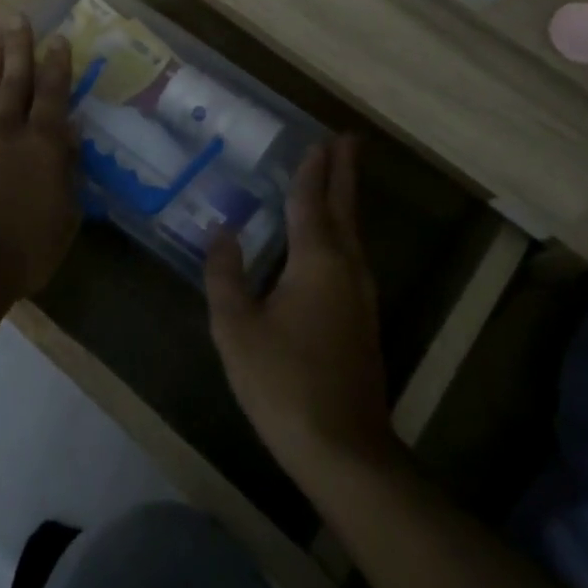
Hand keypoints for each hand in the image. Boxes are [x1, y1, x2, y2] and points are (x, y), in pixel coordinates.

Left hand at [0, 19, 80, 308]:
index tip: (58, 38)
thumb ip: (66, 173)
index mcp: (41, 145)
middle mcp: (5, 133)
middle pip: (13, 81)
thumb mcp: (64, 218)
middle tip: (17, 19)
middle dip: (18, 48)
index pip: (52, 95)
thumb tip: (69, 137)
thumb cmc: (23, 250)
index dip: (56, 65)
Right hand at [206, 137, 395, 487]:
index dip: (312, 170)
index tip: (321, 139)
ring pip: (353, 234)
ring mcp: (361, 296)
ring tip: (338, 178)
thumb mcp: (236, 328)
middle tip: (348, 140)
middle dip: (344, 173)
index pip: (312, 202)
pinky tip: (332, 241)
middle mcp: (346, 268)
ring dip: (345, 201)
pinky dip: (343, 232)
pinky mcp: (363, 320)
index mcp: (316, 261)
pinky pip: (352, 257)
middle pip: (344, 209)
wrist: (343, 448)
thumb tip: (223, 233)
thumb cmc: (283, 382)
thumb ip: (226, 275)